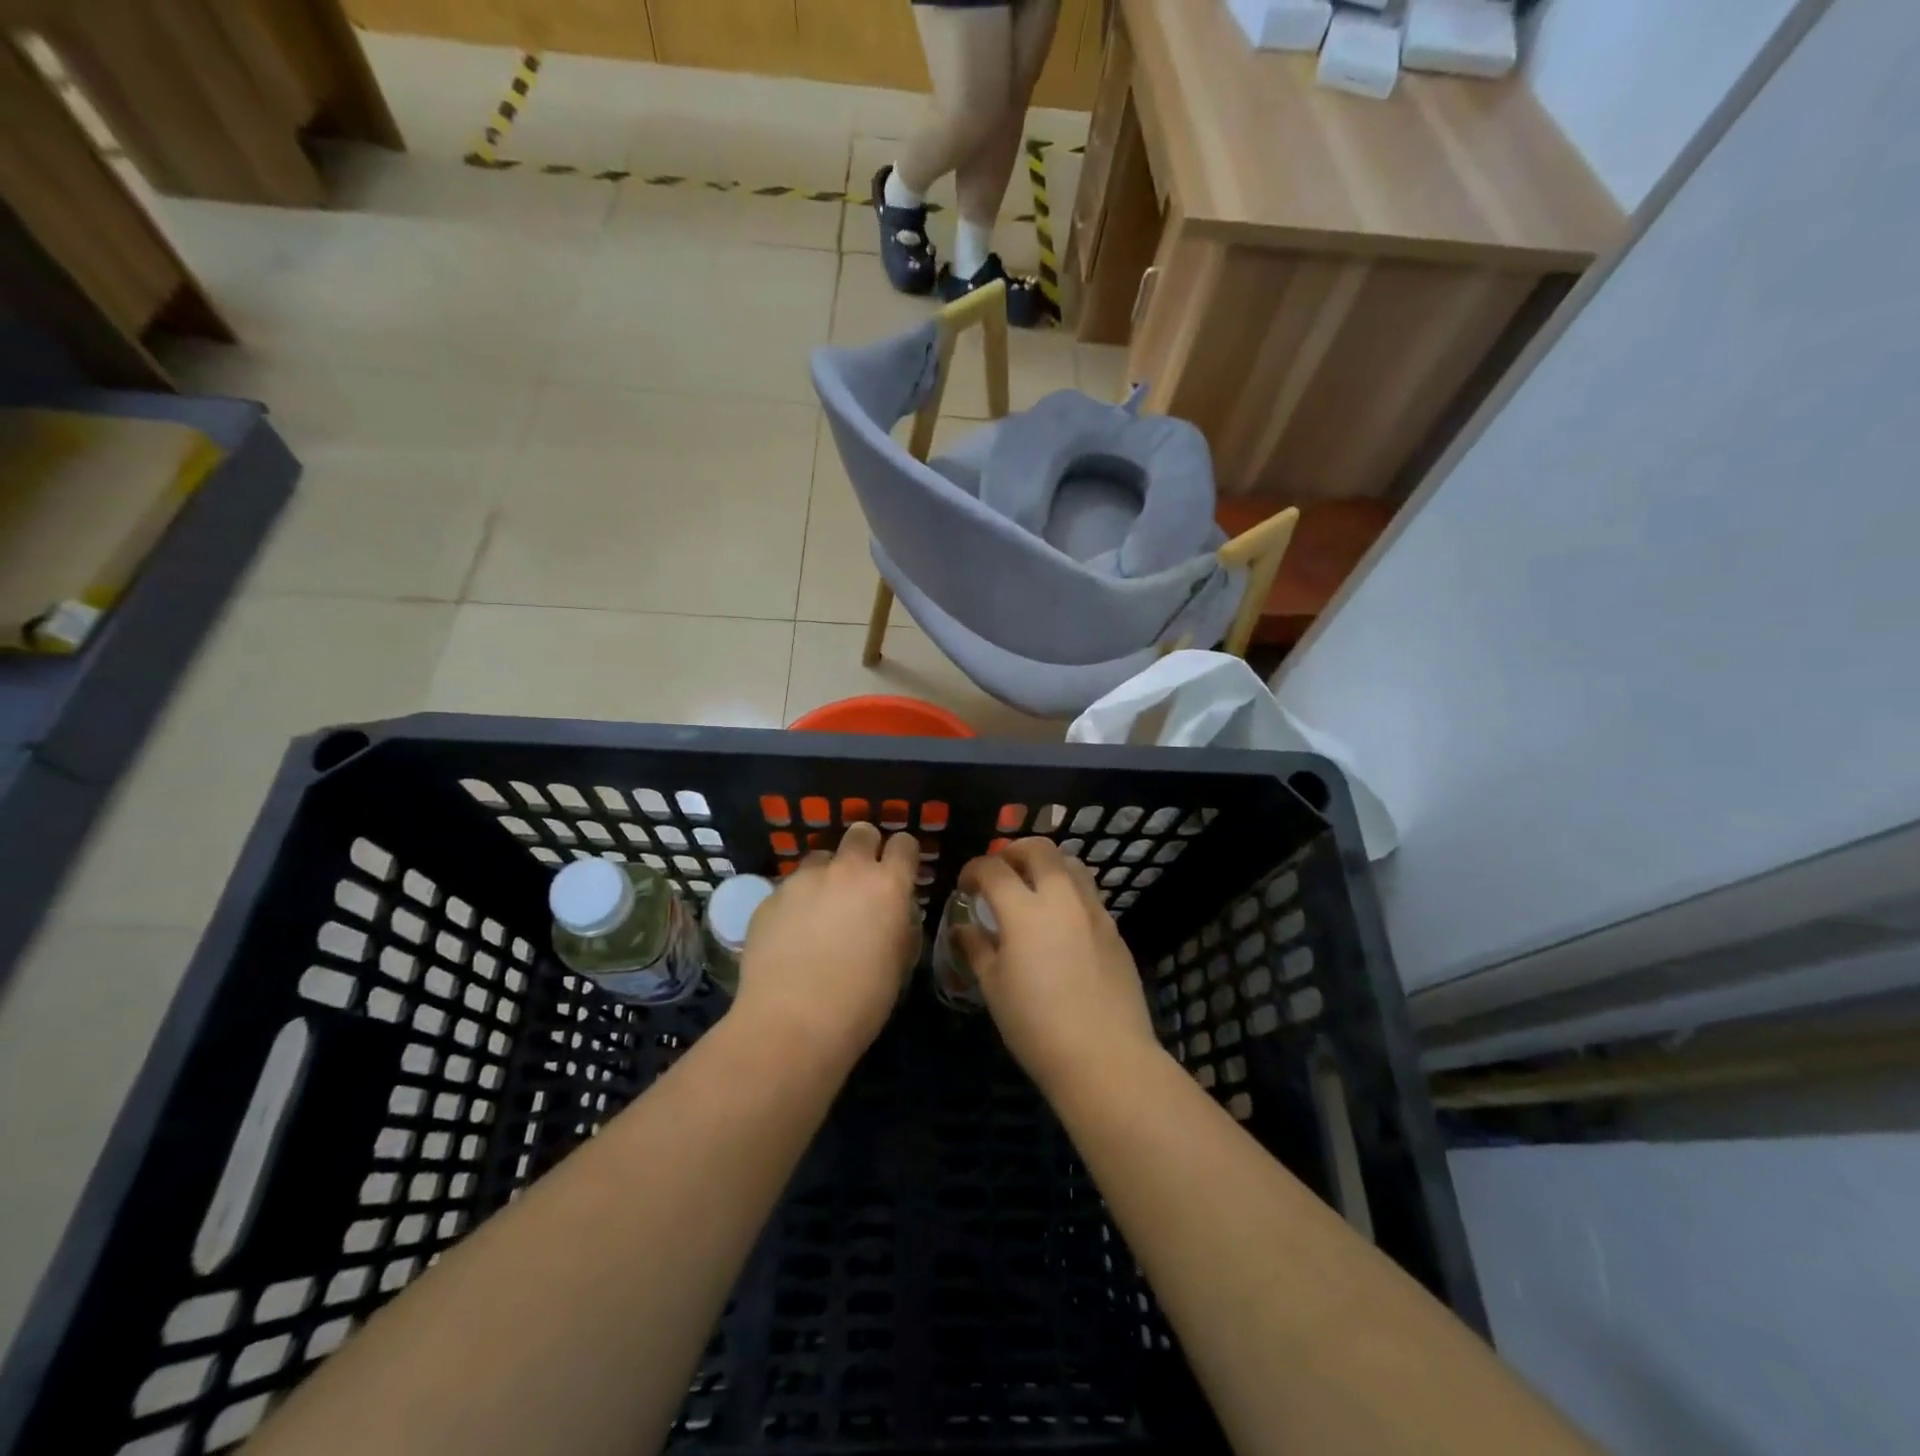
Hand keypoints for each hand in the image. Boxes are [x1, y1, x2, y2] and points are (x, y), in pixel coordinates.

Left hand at [733, 822, 919, 1061]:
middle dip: (865, 848)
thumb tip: (891, 911)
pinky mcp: (770, 897)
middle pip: (860, 833)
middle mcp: (847, 870)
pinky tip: (791, 934)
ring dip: (827, 874)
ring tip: (821, 908)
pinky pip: (790, 887)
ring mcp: (804, 880)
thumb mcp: (898, 961)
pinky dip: (796, 901)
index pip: (904, 844)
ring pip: (820, 857)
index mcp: (887, 885)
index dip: (903, 855)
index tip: (900, 870)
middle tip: (861, 879)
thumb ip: (898, 923)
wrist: (791, 1023)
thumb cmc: (860, 1002)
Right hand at [957, 837, 1162, 1094]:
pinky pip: (1088, 892)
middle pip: (1038, 849)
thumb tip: (962, 927)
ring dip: (1046, 864)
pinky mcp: (1113, 928)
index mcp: (1024, 910)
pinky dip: (1068, 890)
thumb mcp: (994, 988)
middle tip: (999, 873)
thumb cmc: (1037, 1026)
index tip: (965, 886)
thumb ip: (976, 948)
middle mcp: (1061, 897)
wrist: (1105, 1057)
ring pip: (1070, 863)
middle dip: (1012, 852)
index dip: (973, 870)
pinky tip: (1059, 921)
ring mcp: (1093, 910)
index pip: (992, 869)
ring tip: (1032, 887)